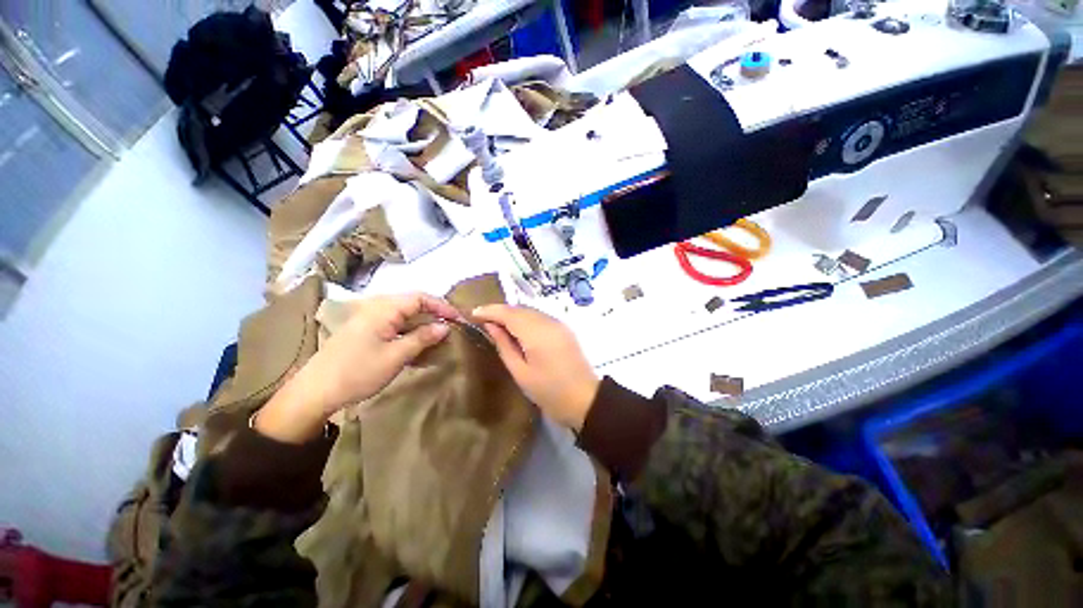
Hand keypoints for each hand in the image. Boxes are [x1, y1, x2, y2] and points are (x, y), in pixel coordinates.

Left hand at [255, 293, 460, 442]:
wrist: (315, 391)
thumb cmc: (358, 371)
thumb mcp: (396, 356)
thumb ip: (422, 338)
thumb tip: (445, 326)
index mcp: (384, 309)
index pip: (421, 298)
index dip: (442, 306)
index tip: (459, 319)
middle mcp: (377, 308)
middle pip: (414, 305)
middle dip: (435, 315)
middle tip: (452, 328)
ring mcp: (371, 320)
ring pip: (406, 316)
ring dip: (424, 326)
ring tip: (440, 339)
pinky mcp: (367, 332)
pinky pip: (395, 327)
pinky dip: (411, 334)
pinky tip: (419, 347)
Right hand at [472, 305, 598, 430]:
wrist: (585, 399)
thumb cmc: (549, 391)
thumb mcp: (520, 372)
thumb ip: (504, 345)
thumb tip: (491, 325)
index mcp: (536, 333)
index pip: (509, 313)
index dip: (490, 310)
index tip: (473, 313)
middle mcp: (549, 321)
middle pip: (520, 308)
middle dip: (500, 311)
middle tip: (482, 319)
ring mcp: (559, 323)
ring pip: (530, 311)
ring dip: (513, 314)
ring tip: (496, 324)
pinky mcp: (564, 328)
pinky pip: (540, 317)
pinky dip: (525, 318)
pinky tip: (517, 329)